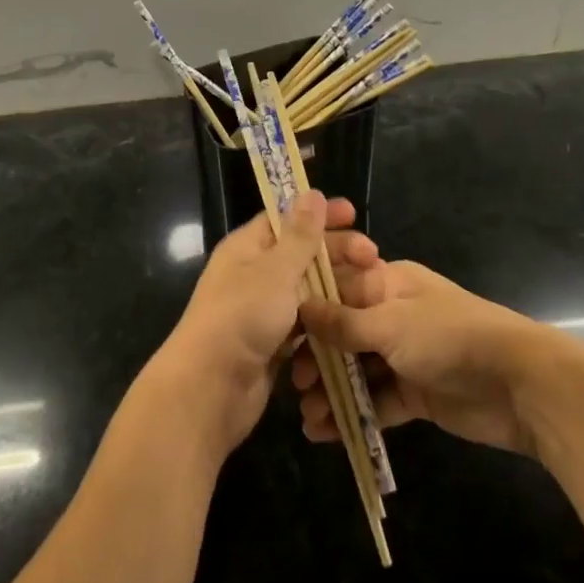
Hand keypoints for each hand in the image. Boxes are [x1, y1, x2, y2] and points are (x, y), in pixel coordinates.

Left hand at [148, 192, 366, 464]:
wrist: (209, 389)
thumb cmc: (241, 317)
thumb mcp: (275, 271)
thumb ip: (299, 235)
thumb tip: (313, 193)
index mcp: (247, 247)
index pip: (286, 219)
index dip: (319, 214)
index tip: (354, 214)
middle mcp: (254, 274)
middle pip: (301, 254)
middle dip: (337, 253)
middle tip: (374, 258)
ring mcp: (262, 310)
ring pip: (307, 290)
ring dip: (336, 287)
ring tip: (371, 290)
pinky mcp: (272, 343)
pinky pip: (305, 323)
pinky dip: (325, 320)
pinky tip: (353, 322)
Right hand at [293, 239, 571, 457]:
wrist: (518, 384)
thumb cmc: (449, 337)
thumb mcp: (391, 323)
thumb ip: (344, 322)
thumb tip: (302, 309)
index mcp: (387, 283)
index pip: (337, 290)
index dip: (308, 312)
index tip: (280, 337)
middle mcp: (392, 315)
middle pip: (343, 334)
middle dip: (318, 359)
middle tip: (297, 386)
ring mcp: (405, 355)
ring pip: (358, 371)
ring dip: (333, 392)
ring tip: (308, 419)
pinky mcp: (416, 393)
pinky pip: (377, 401)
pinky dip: (354, 414)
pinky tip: (327, 433)